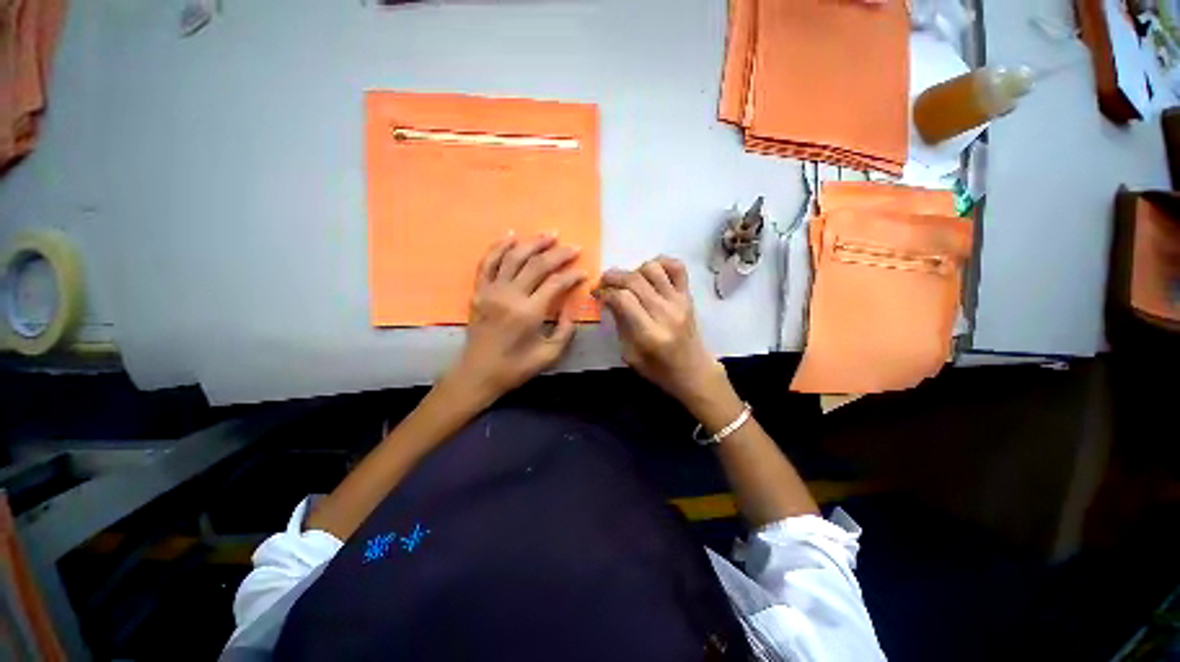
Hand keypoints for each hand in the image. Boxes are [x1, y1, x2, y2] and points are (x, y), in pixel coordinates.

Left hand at [446, 233, 585, 401]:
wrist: (478, 374)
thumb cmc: (515, 367)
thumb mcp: (549, 355)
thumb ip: (565, 329)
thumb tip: (571, 306)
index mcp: (529, 313)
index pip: (555, 284)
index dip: (572, 276)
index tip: (583, 272)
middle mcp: (510, 296)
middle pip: (537, 265)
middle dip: (558, 254)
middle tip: (573, 247)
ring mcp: (491, 291)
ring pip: (513, 257)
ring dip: (533, 243)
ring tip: (549, 234)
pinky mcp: (479, 291)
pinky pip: (488, 262)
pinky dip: (499, 246)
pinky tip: (512, 235)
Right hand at [595, 257, 728, 407]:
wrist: (693, 371)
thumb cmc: (658, 368)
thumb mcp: (630, 354)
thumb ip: (619, 324)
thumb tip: (608, 298)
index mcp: (650, 334)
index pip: (623, 299)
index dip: (606, 292)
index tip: (598, 294)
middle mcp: (666, 313)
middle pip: (635, 281)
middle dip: (613, 277)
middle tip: (604, 282)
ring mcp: (680, 301)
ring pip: (653, 269)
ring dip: (635, 270)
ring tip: (628, 282)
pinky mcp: (688, 296)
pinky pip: (677, 267)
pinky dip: (661, 263)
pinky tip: (650, 273)